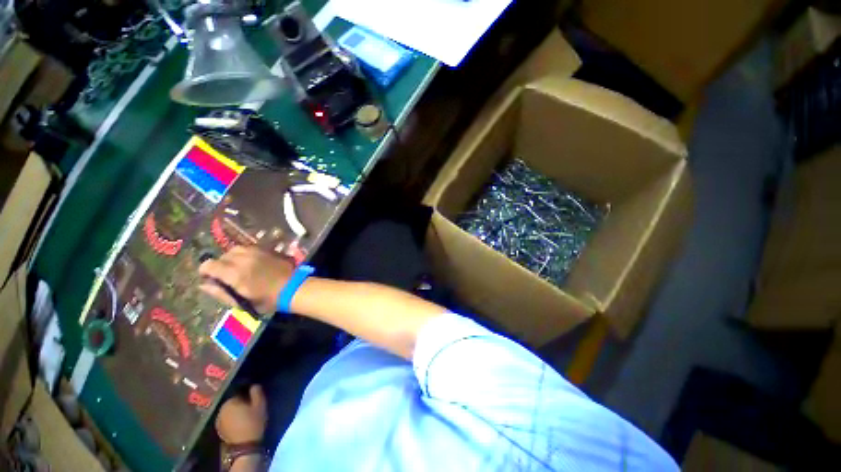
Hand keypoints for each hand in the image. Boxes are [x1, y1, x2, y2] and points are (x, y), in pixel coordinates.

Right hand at [199, 246, 293, 312]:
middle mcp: (243, 259)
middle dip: (220, 265)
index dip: (206, 271)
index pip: (209, 265)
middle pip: (222, 256)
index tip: (211, 278)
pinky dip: (245, 253)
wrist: (294, 287)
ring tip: (239, 267)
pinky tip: (251, 262)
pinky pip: (249, 247)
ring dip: (233, 257)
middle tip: (228, 275)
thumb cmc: (268, 299)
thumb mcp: (241, 302)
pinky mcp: (267, 249)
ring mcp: (256, 251)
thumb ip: (220, 293)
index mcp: (234, 273)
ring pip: (235, 249)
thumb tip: (203, 284)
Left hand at [215, 385, 266, 443]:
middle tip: (251, 407)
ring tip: (246, 415)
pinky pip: (227, 419)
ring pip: (229, 411)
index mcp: (230, 401)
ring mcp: (218, 420)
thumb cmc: (253, 422)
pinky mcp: (219, 430)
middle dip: (241, 403)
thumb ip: (257, 392)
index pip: (239, 392)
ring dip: (236, 411)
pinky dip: (233, 419)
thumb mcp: (260, 404)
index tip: (254, 399)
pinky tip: (240, 423)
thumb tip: (254, 385)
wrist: (244, 445)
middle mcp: (221, 409)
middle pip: (233, 402)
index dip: (248, 394)